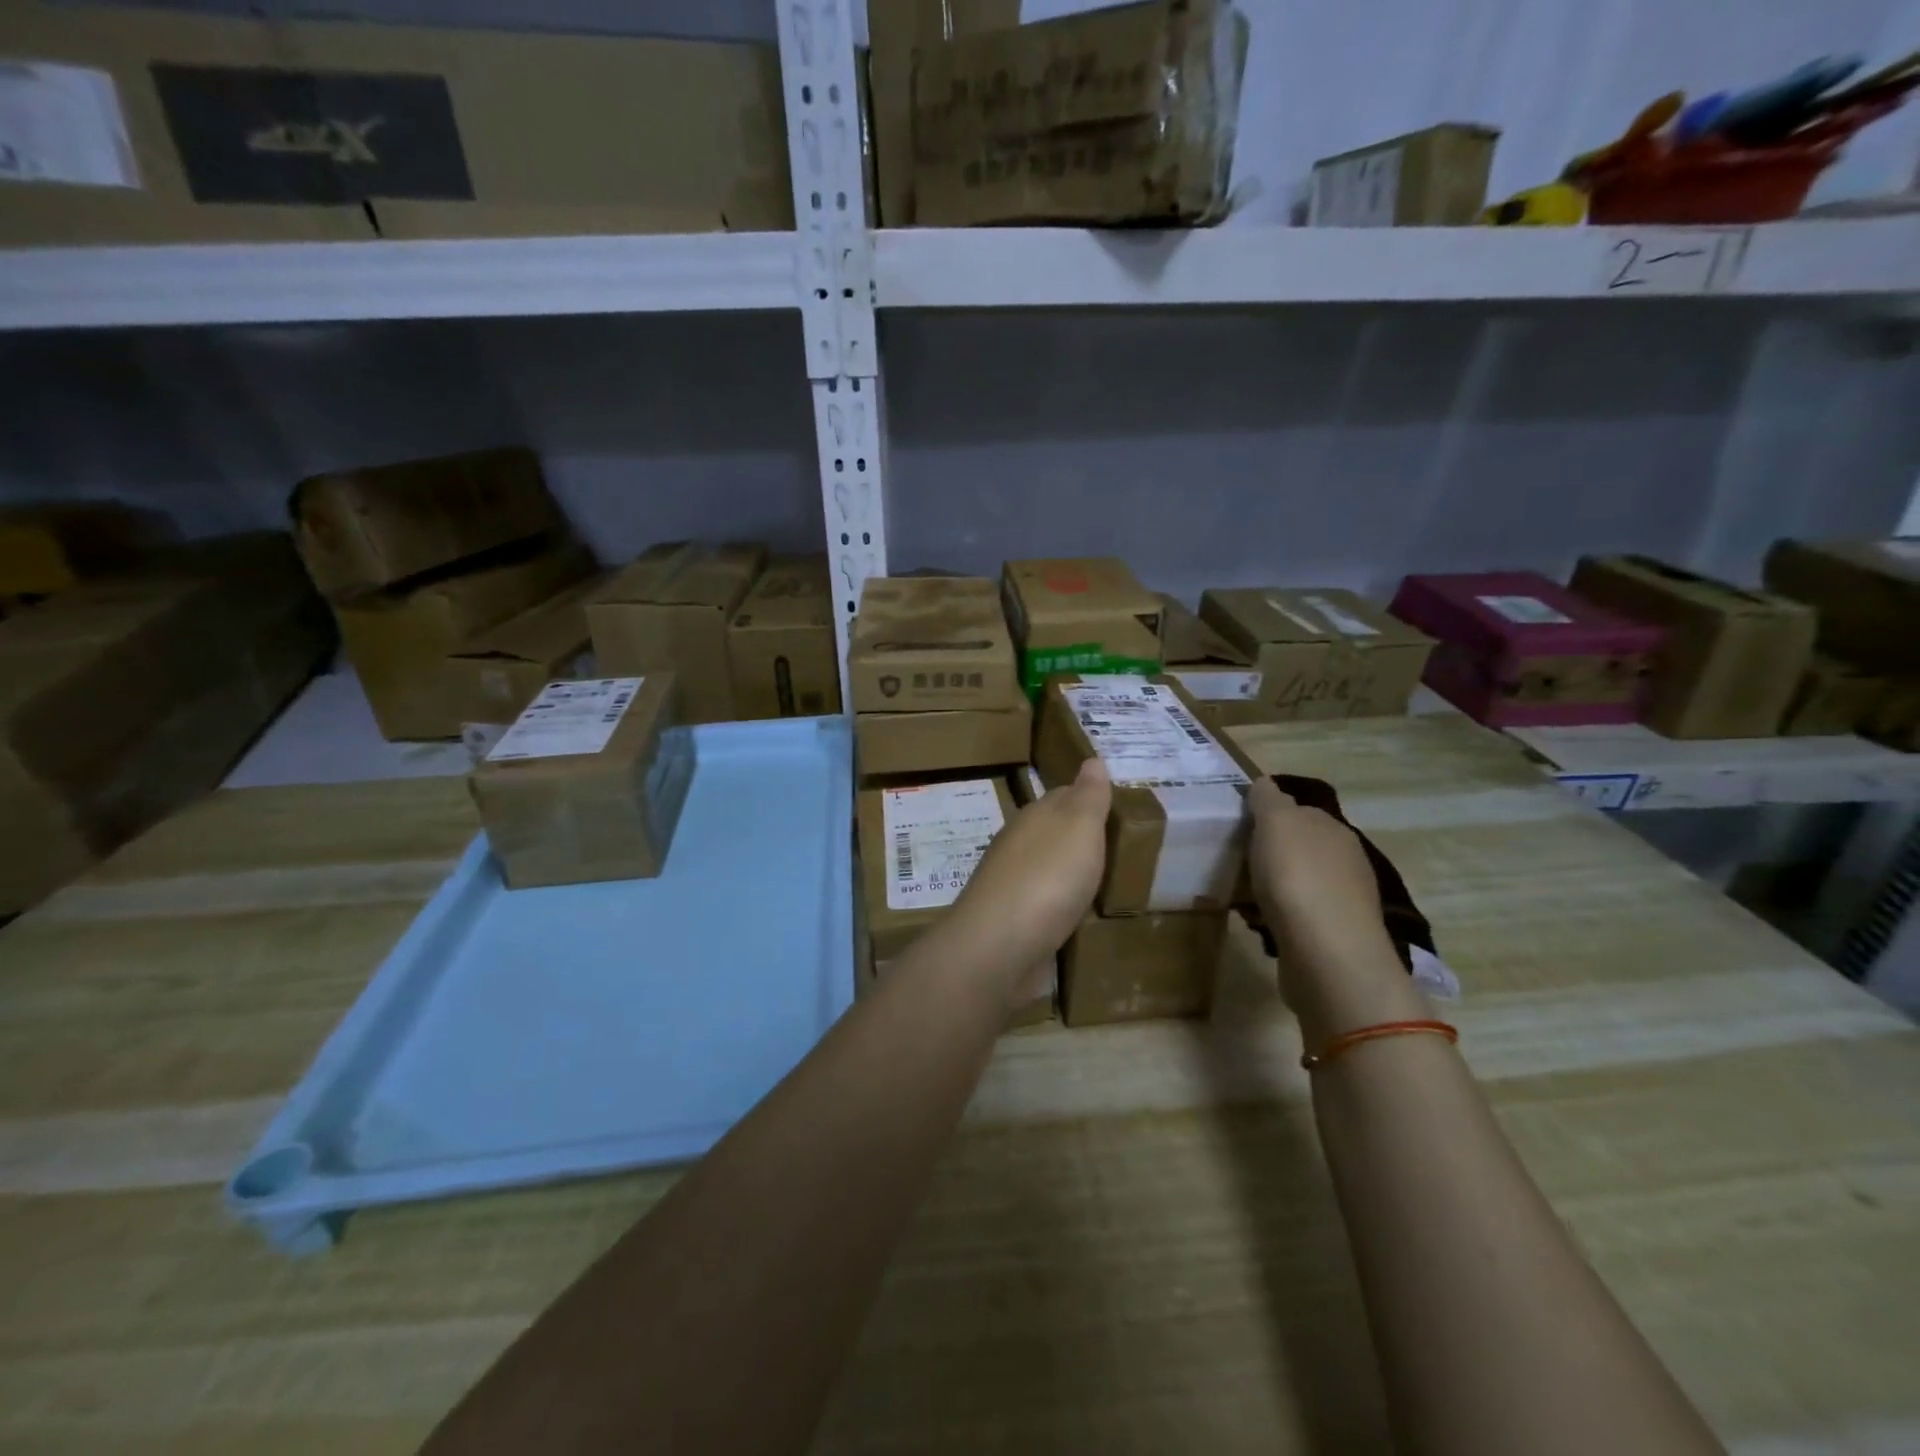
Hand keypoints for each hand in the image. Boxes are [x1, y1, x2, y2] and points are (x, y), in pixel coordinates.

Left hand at [940, 759, 1110, 1007]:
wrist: (1000, 947)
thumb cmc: (1047, 878)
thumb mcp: (1079, 827)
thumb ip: (1088, 796)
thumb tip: (1092, 759)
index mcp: (1034, 817)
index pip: (1064, 796)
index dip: (1089, 799)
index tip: (1115, 808)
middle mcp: (1019, 845)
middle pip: (1053, 832)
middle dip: (1080, 837)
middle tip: (1118, 847)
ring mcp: (1012, 884)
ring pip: (1047, 868)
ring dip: (1069, 872)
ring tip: (1103, 881)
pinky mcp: (1013, 921)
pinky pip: (1044, 904)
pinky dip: (1060, 904)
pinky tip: (1076, 914)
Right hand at [1248, 779, 1424, 1045]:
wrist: (1327, 955)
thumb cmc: (1297, 878)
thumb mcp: (1276, 823)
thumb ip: (1269, 800)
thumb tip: (1265, 784)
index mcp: (1332, 829)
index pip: (1297, 810)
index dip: (1266, 814)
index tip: (1236, 825)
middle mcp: (1344, 860)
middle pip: (1297, 847)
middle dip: (1267, 852)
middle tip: (1230, 859)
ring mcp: (1341, 900)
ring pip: (1296, 882)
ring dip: (1269, 886)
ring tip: (1236, 893)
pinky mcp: (1330, 935)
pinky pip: (1294, 914)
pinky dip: (1274, 915)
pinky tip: (1255, 922)